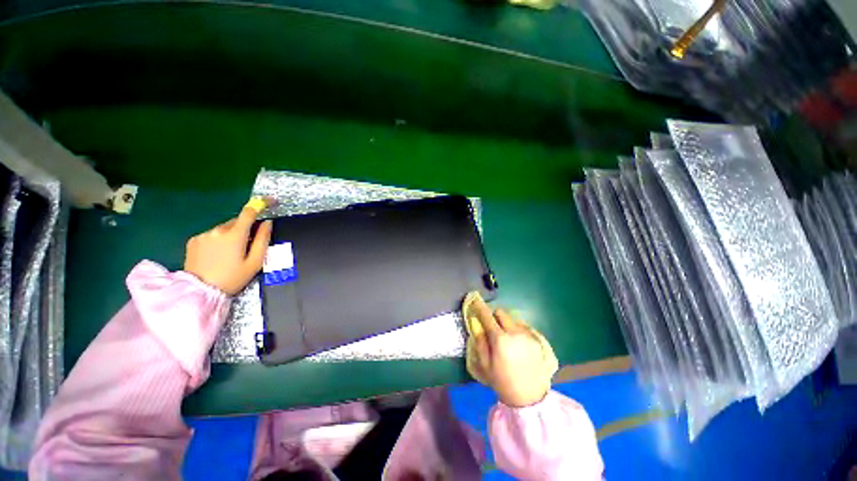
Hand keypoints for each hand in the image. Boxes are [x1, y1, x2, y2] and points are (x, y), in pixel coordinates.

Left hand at [184, 200, 272, 294]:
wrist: (200, 292)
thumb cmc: (233, 278)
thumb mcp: (255, 262)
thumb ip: (263, 240)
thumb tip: (267, 223)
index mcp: (235, 235)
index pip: (249, 212)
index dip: (261, 204)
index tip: (270, 201)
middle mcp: (218, 230)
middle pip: (237, 222)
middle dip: (245, 228)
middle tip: (248, 246)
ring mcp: (204, 234)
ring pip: (224, 228)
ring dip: (231, 235)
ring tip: (231, 254)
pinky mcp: (193, 240)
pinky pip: (212, 234)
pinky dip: (218, 240)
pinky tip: (217, 255)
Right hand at [469, 298, 554, 407]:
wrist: (530, 397)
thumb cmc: (502, 381)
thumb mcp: (484, 364)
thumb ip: (479, 340)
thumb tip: (475, 322)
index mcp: (500, 339)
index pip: (487, 316)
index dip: (480, 307)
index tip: (475, 299)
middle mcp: (515, 332)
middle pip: (501, 313)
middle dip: (494, 316)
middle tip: (491, 328)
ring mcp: (527, 335)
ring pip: (512, 319)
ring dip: (505, 323)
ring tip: (505, 338)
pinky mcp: (536, 340)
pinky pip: (522, 327)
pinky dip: (516, 329)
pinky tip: (516, 344)